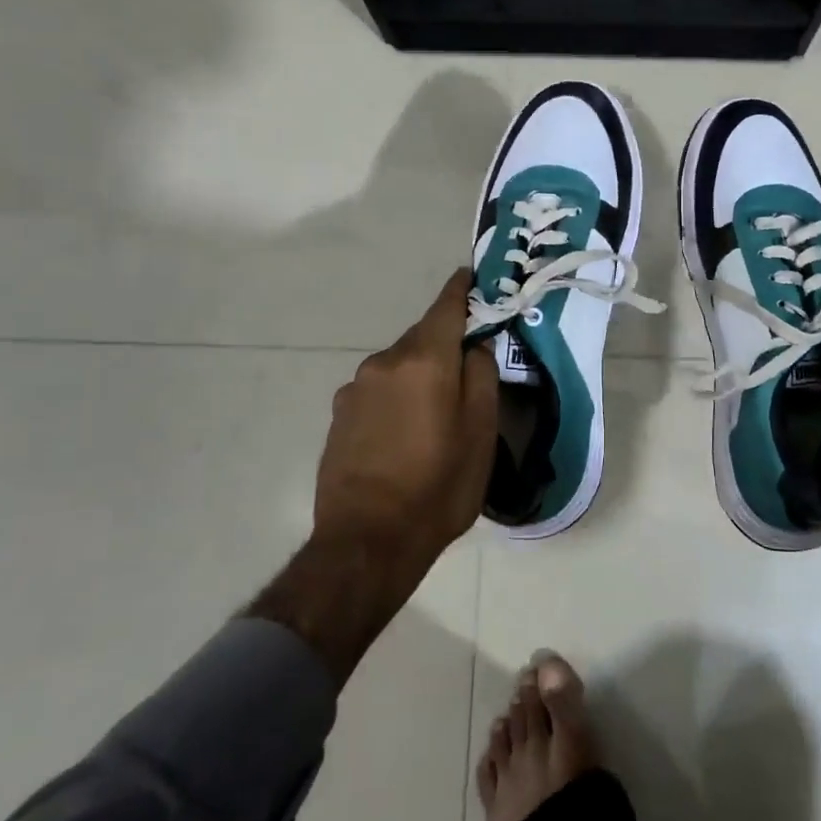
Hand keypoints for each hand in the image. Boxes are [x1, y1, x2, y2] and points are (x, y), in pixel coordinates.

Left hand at [249, 269, 496, 684]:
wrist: (366, 542)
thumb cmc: (437, 487)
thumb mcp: (480, 433)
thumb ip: (481, 377)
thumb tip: (476, 345)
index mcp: (424, 360)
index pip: (447, 305)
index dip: (463, 288)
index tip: (475, 277)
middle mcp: (384, 362)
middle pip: (423, 337)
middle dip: (446, 344)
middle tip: (470, 370)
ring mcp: (355, 388)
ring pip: (399, 365)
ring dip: (420, 375)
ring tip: (436, 414)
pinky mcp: (339, 414)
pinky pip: (378, 390)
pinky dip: (397, 396)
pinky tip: (405, 434)